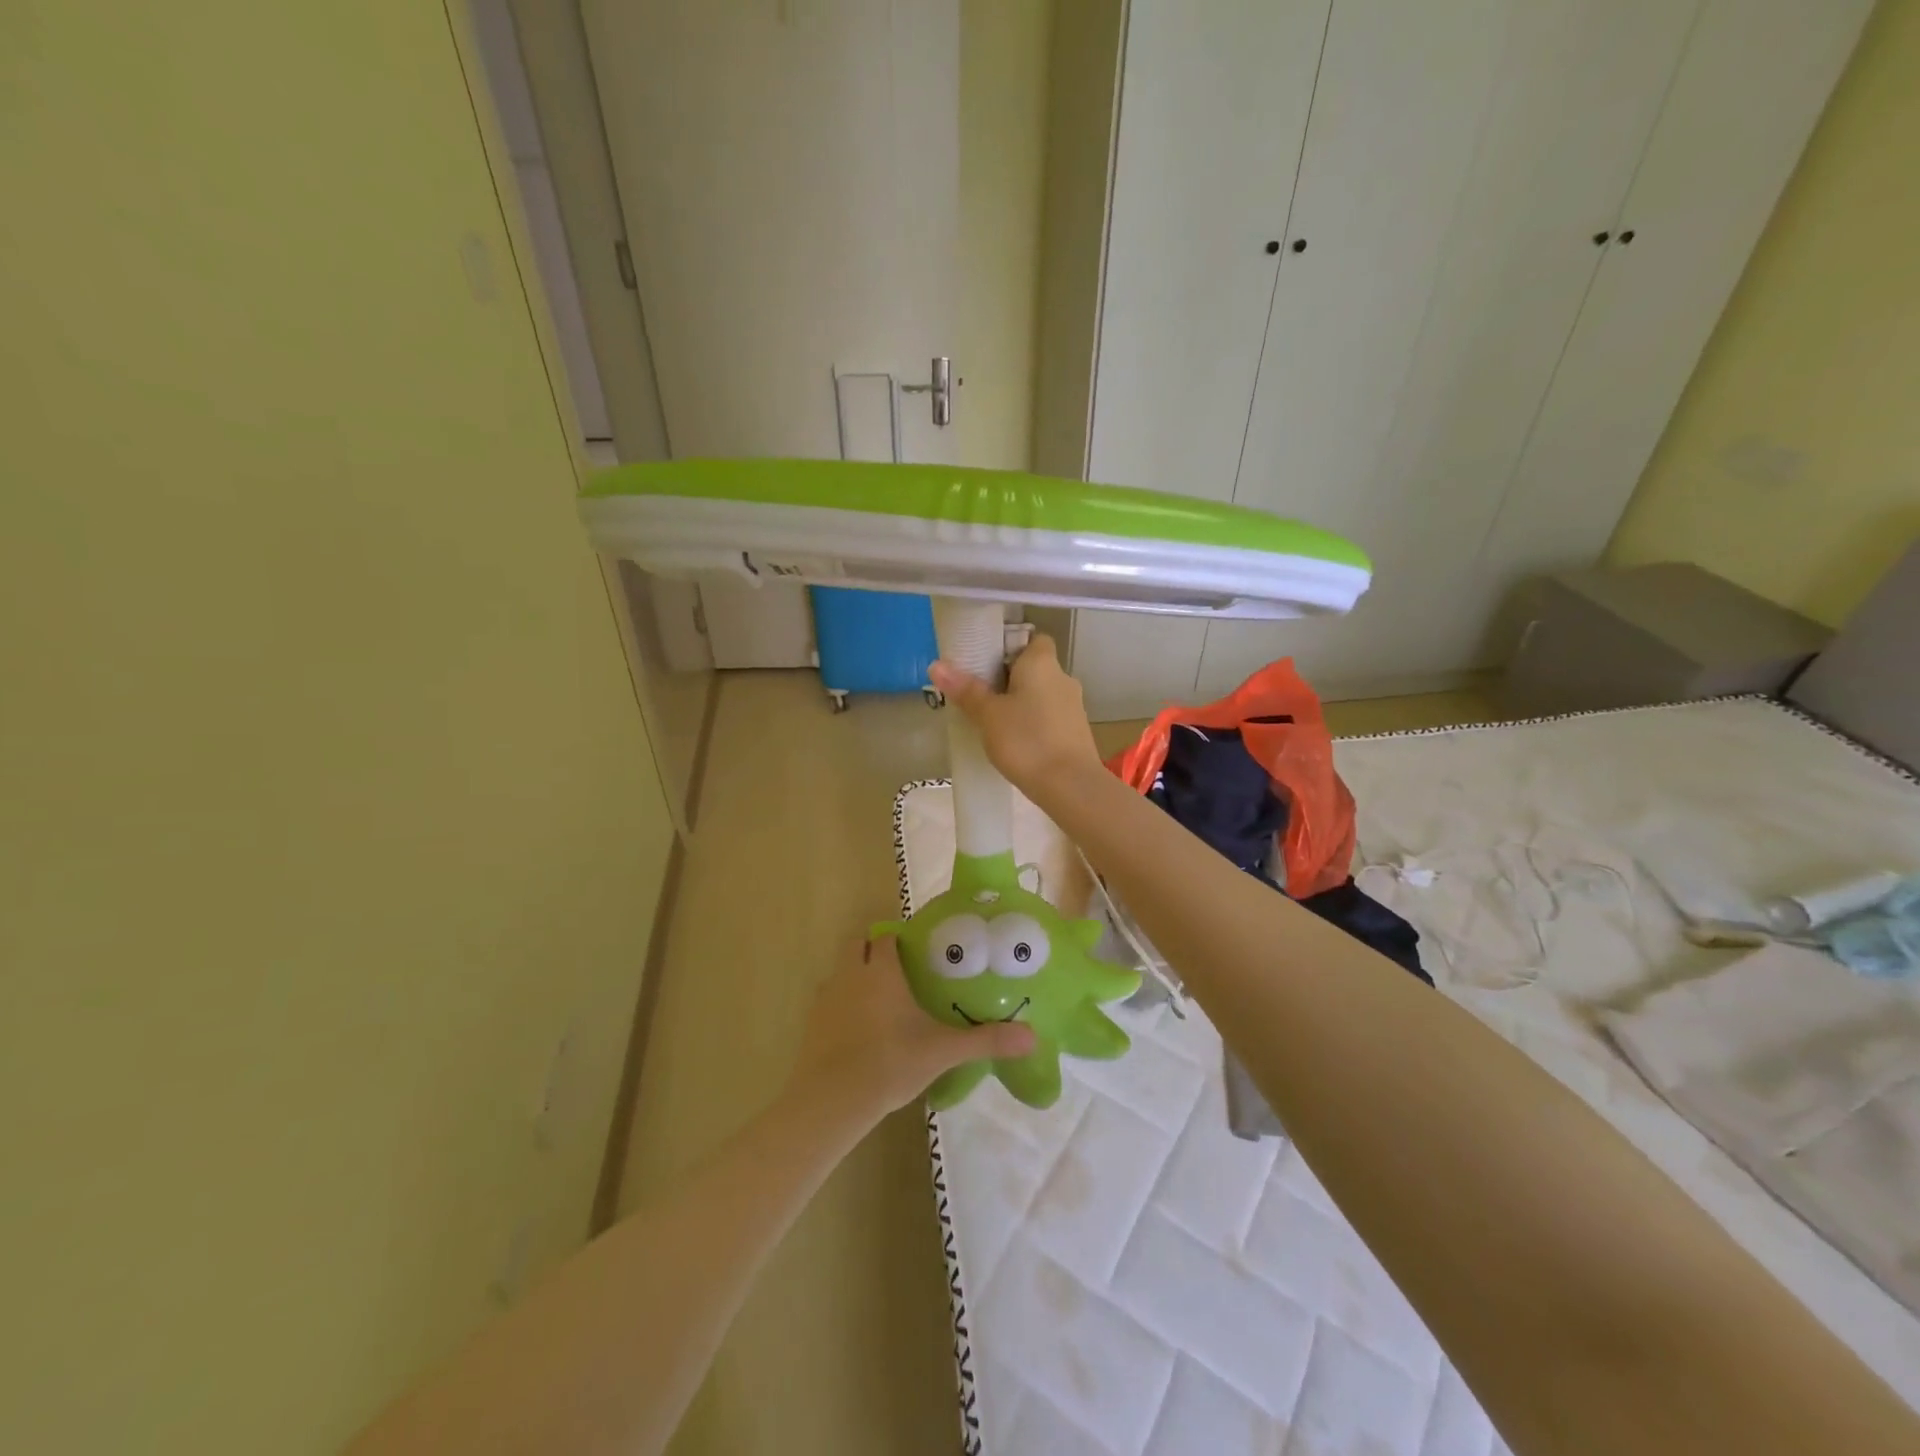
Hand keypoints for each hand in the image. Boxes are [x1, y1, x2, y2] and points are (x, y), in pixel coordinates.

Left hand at [788, 938, 1035, 1122]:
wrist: (832, 1099)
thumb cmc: (890, 1062)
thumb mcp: (943, 1051)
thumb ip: (985, 1040)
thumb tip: (1032, 1036)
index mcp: (882, 971)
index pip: (887, 937)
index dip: (900, 940)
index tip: (918, 952)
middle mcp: (851, 975)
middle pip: (858, 945)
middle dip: (874, 951)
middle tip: (900, 973)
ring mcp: (826, 997)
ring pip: (840, 971)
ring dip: (856, 976)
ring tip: (881, 1002)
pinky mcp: (812, 1022)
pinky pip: (828, 1000)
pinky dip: (841, 1005)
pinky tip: (859, 1031)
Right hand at [929, 633, 1102, 795]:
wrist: (1070, 786)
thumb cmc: (1026, 740)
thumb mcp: (988, 715)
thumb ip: (965, 689)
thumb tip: (936, 664)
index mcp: (1042, 663)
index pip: (1032, 638)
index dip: (1010, 646)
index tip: (987, 663)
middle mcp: (1063, 677)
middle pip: (1033, 667)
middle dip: (1009, 678)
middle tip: (980, 693)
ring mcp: (1074, 705)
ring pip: (1041, 693)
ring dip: (1021, 702)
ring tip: (993, 720)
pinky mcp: (1076, 731)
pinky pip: (1049, 716)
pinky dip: (1033, 722)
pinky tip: (1015, 741)